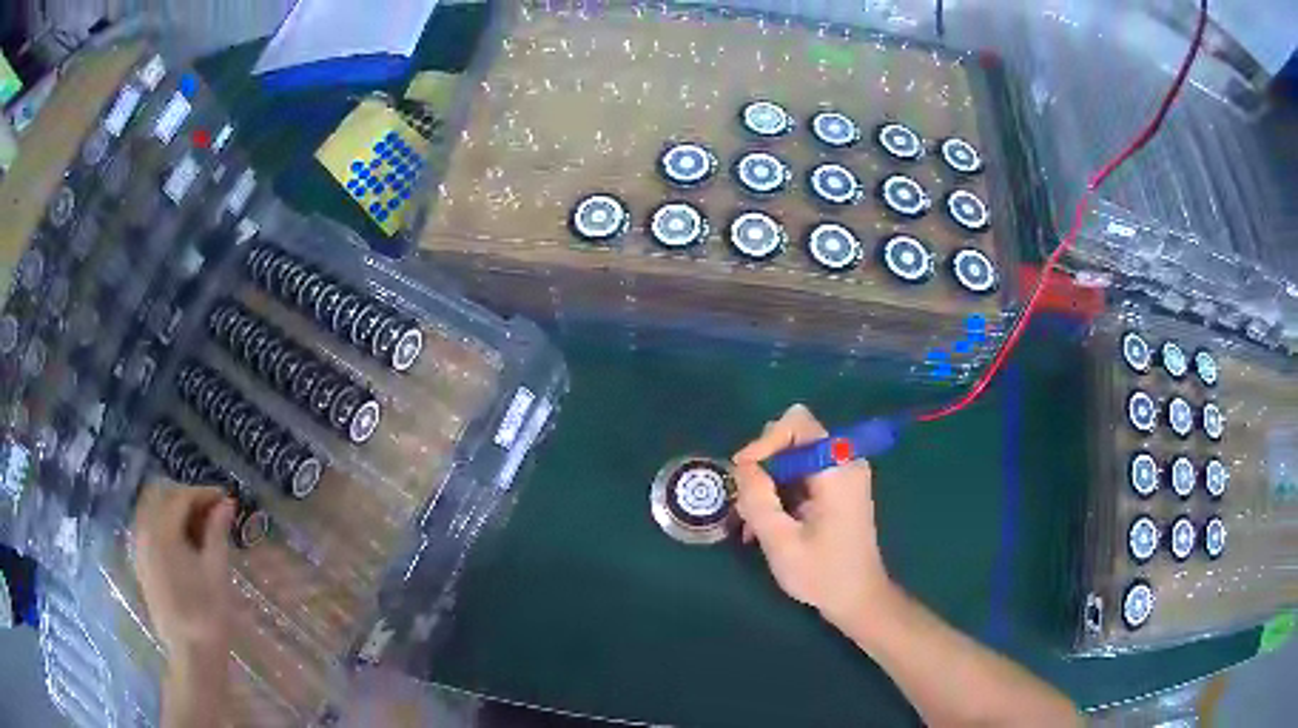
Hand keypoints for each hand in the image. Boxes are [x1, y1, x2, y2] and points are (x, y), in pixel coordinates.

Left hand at [133, 483, 234, 661]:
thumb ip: (217, 532)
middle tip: (212, 511)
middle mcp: (145, 533)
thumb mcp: (216, 571)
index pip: (181, 497)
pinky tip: (183, 543)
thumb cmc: (208, 613)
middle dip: (186, 497)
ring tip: (199, 527)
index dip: (204, 493)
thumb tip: (226, 503)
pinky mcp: (141, 563)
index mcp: (162, 532)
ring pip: (151, 510)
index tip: (225, 498)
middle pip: (161, 496)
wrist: (192, 653)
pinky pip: (147, 528)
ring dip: (173, 509)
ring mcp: (139, 548)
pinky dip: (164, 524)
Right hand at [732, 404, 892, 627]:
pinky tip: (767, 523)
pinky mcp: (839, 488)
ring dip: (769, 483)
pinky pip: (802, 473)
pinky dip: (781, 491)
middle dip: (764, 465)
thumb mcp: (781, 541)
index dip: (765, 441)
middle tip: (746, 502)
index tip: (744, 473)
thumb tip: (743, 466)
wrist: (858, 598)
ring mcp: (844, 474)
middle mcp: (845, 461)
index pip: (798, 423)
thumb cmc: (822, 574)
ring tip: (752, 521)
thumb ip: (758, 499)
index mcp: (837, 469)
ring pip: (794, 457)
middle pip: (794, 437)